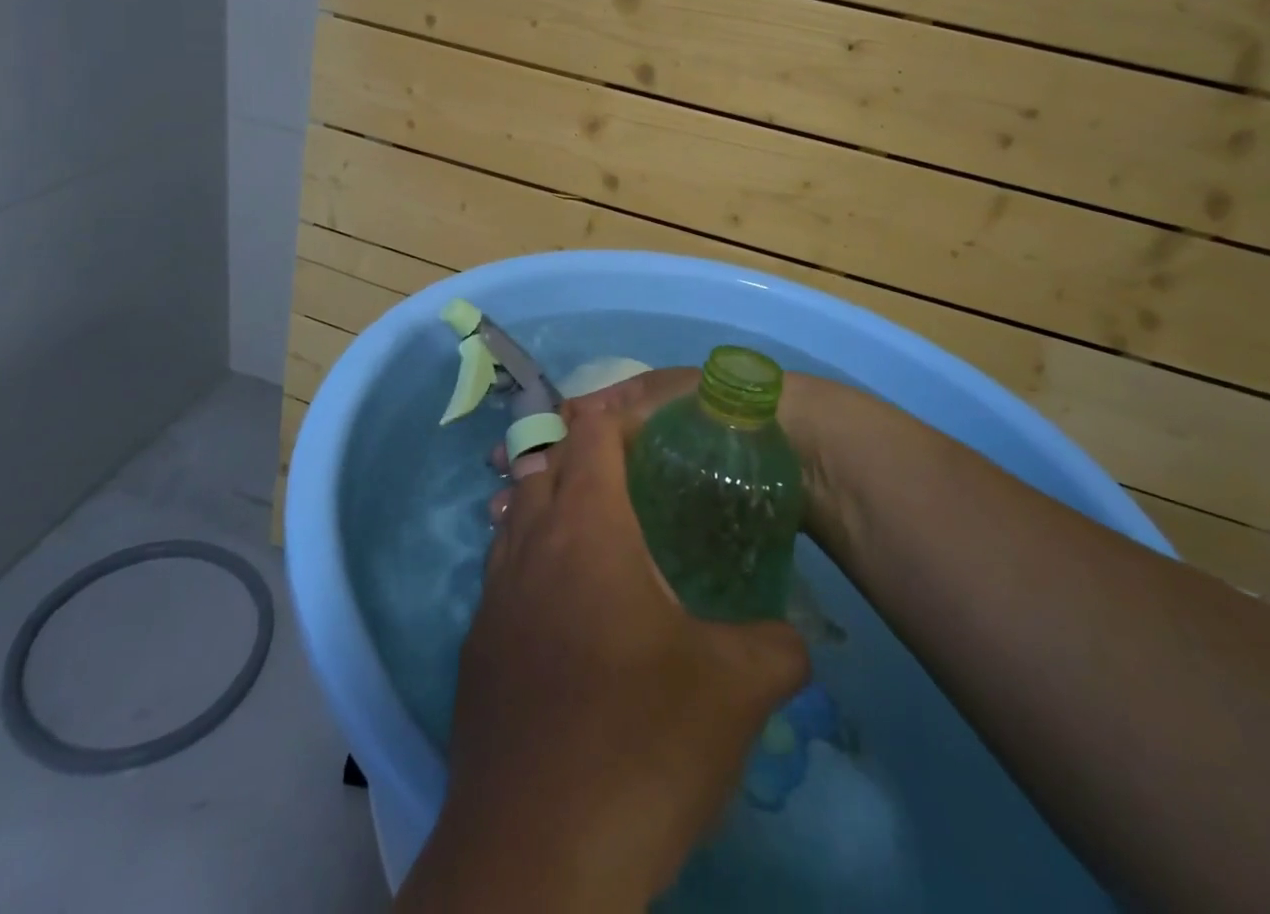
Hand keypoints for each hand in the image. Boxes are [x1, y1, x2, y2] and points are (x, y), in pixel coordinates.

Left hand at [406, 375, 809, 910]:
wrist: (537, 857)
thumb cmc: (641, 744)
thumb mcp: (735, 692)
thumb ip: (776, 646)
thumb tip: (793, 638)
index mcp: (587, 528)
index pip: (590, 434)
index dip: (615, 414)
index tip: (647, 422)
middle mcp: (530, 545)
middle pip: (543, 465)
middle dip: (578, 453)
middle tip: (626, 474)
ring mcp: (492, 597)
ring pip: (514, 517)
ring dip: (545, 505)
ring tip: (591, 527)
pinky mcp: (476, 649)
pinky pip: (500, 575)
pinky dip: (527, 563)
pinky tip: (561, 608)